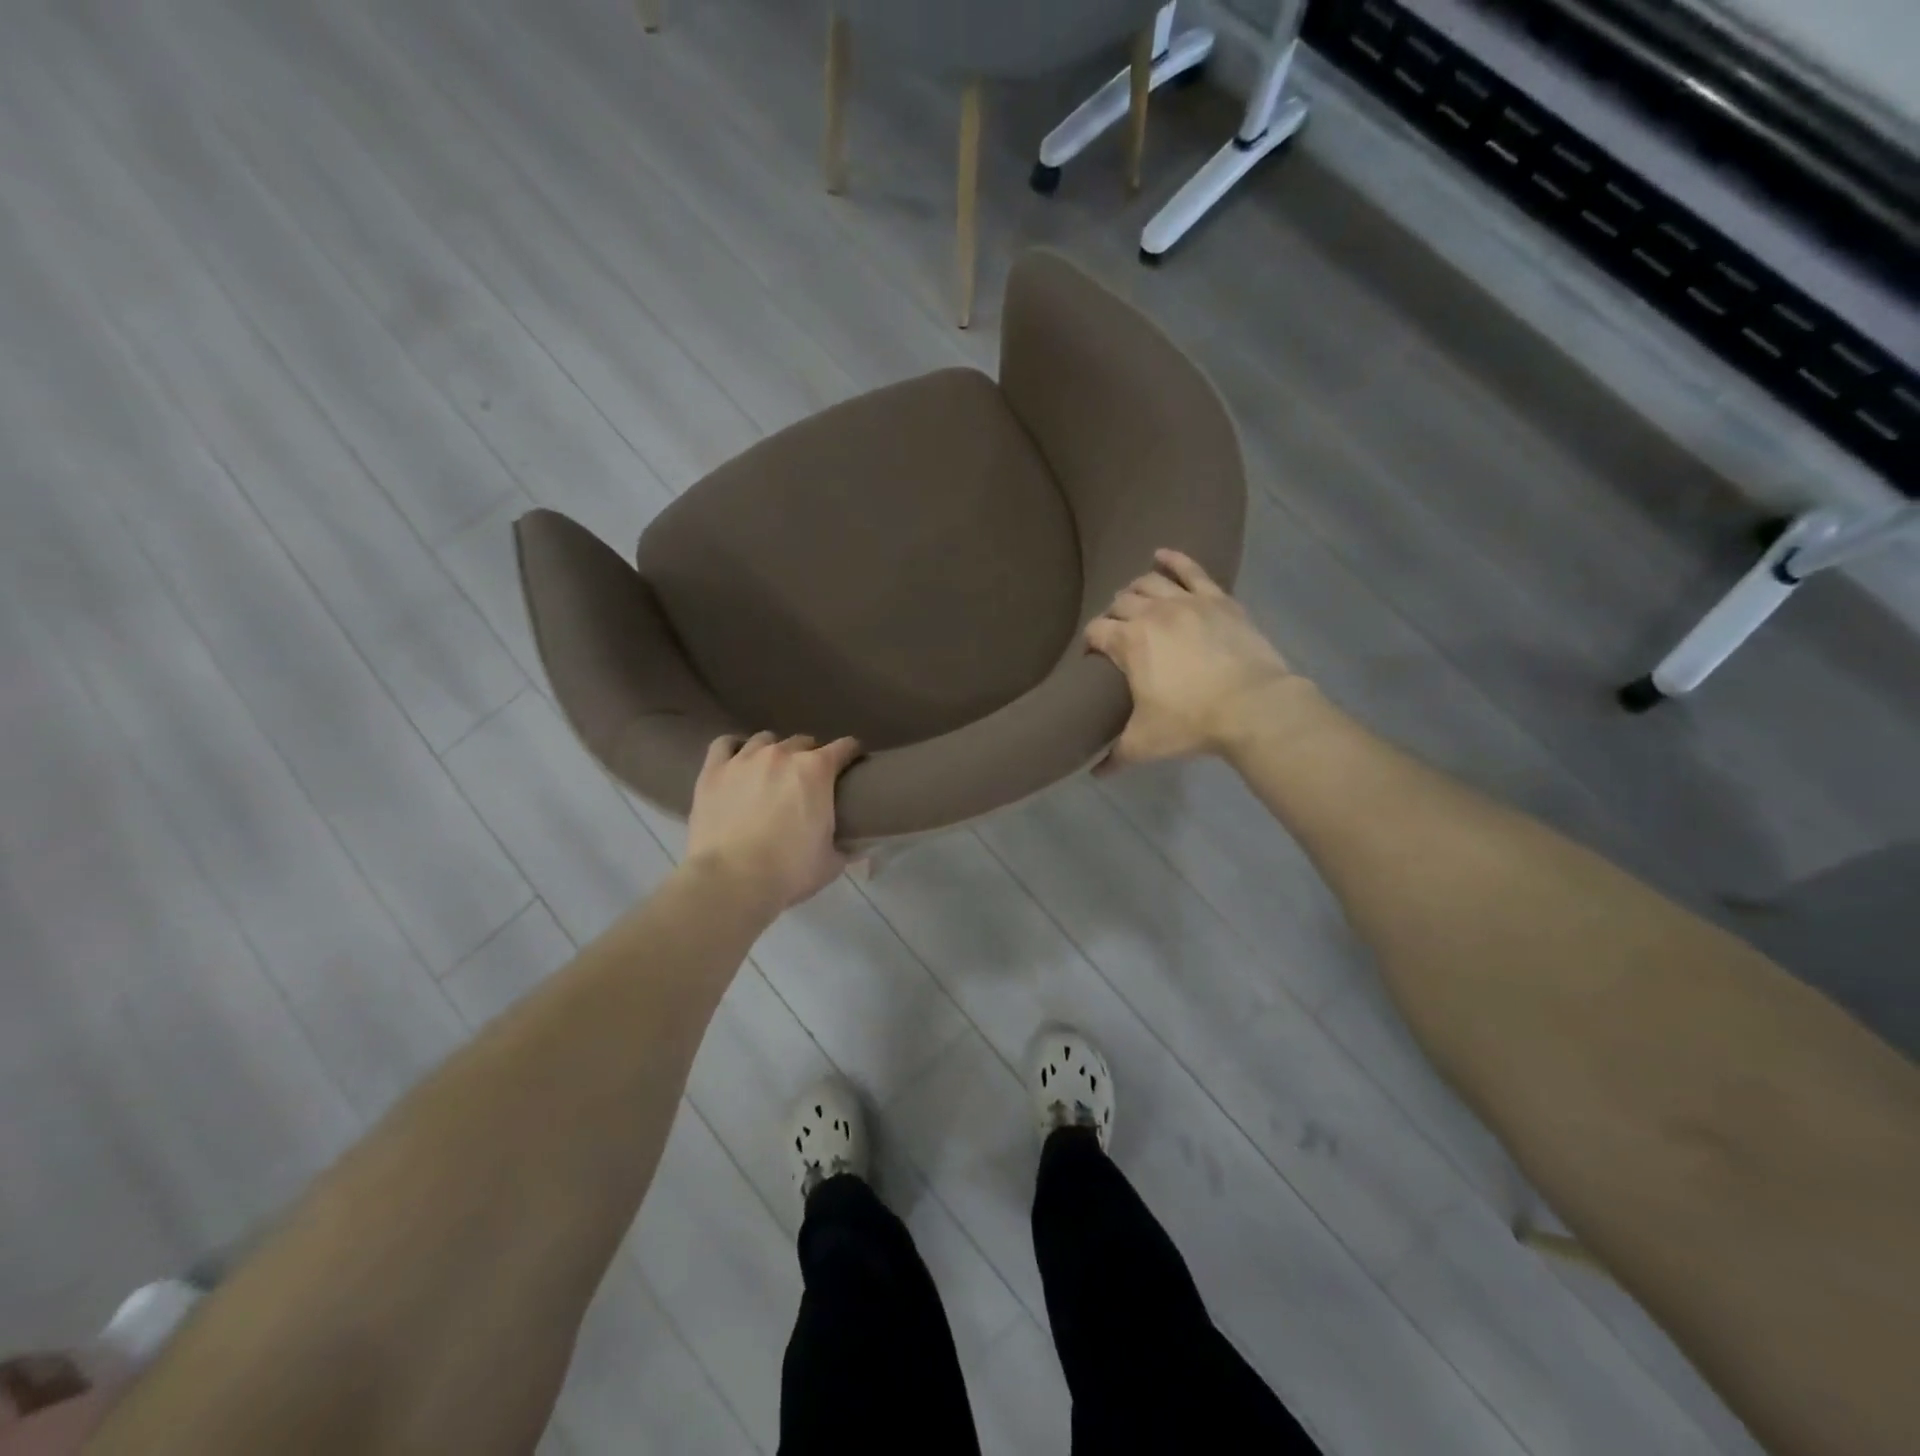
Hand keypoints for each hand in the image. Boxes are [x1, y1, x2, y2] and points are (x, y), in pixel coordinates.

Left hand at [685, 732, 863, 911]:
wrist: (732, 880)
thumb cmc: (789, 871)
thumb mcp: (831, 863)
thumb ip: (847, 848)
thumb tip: (858, 846)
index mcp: (817, 770)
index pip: (844, 747)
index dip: (852, 754)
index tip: (853, 764)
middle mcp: (782, 754)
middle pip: (804, 741)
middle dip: (811, 755)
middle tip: (809, 779)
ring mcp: (745, 759)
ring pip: (765, 740)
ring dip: (774, 751)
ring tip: (771, 771)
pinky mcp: (714, 770)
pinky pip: (725, 744)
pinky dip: (733, 749)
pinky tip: (736, 762)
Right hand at [1085, 549, 1293, 771]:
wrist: (1253, 707)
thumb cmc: (1191, 723)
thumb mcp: (1145, 744)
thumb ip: (1115, 755)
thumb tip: (1096, 773)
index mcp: (1128, 642)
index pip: (1095, 632)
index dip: (1090, 643)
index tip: (1092, 657)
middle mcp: (1151, 613)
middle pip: (1120, 602)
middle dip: (1113, 615)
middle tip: (1118, 633)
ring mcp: (1186, 601)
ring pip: (1150, 582)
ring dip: (1136, 589)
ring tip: (1135, 599)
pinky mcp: (1218, 599)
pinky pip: (1191, 570)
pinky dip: (1174, 560)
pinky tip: (1162, 555)